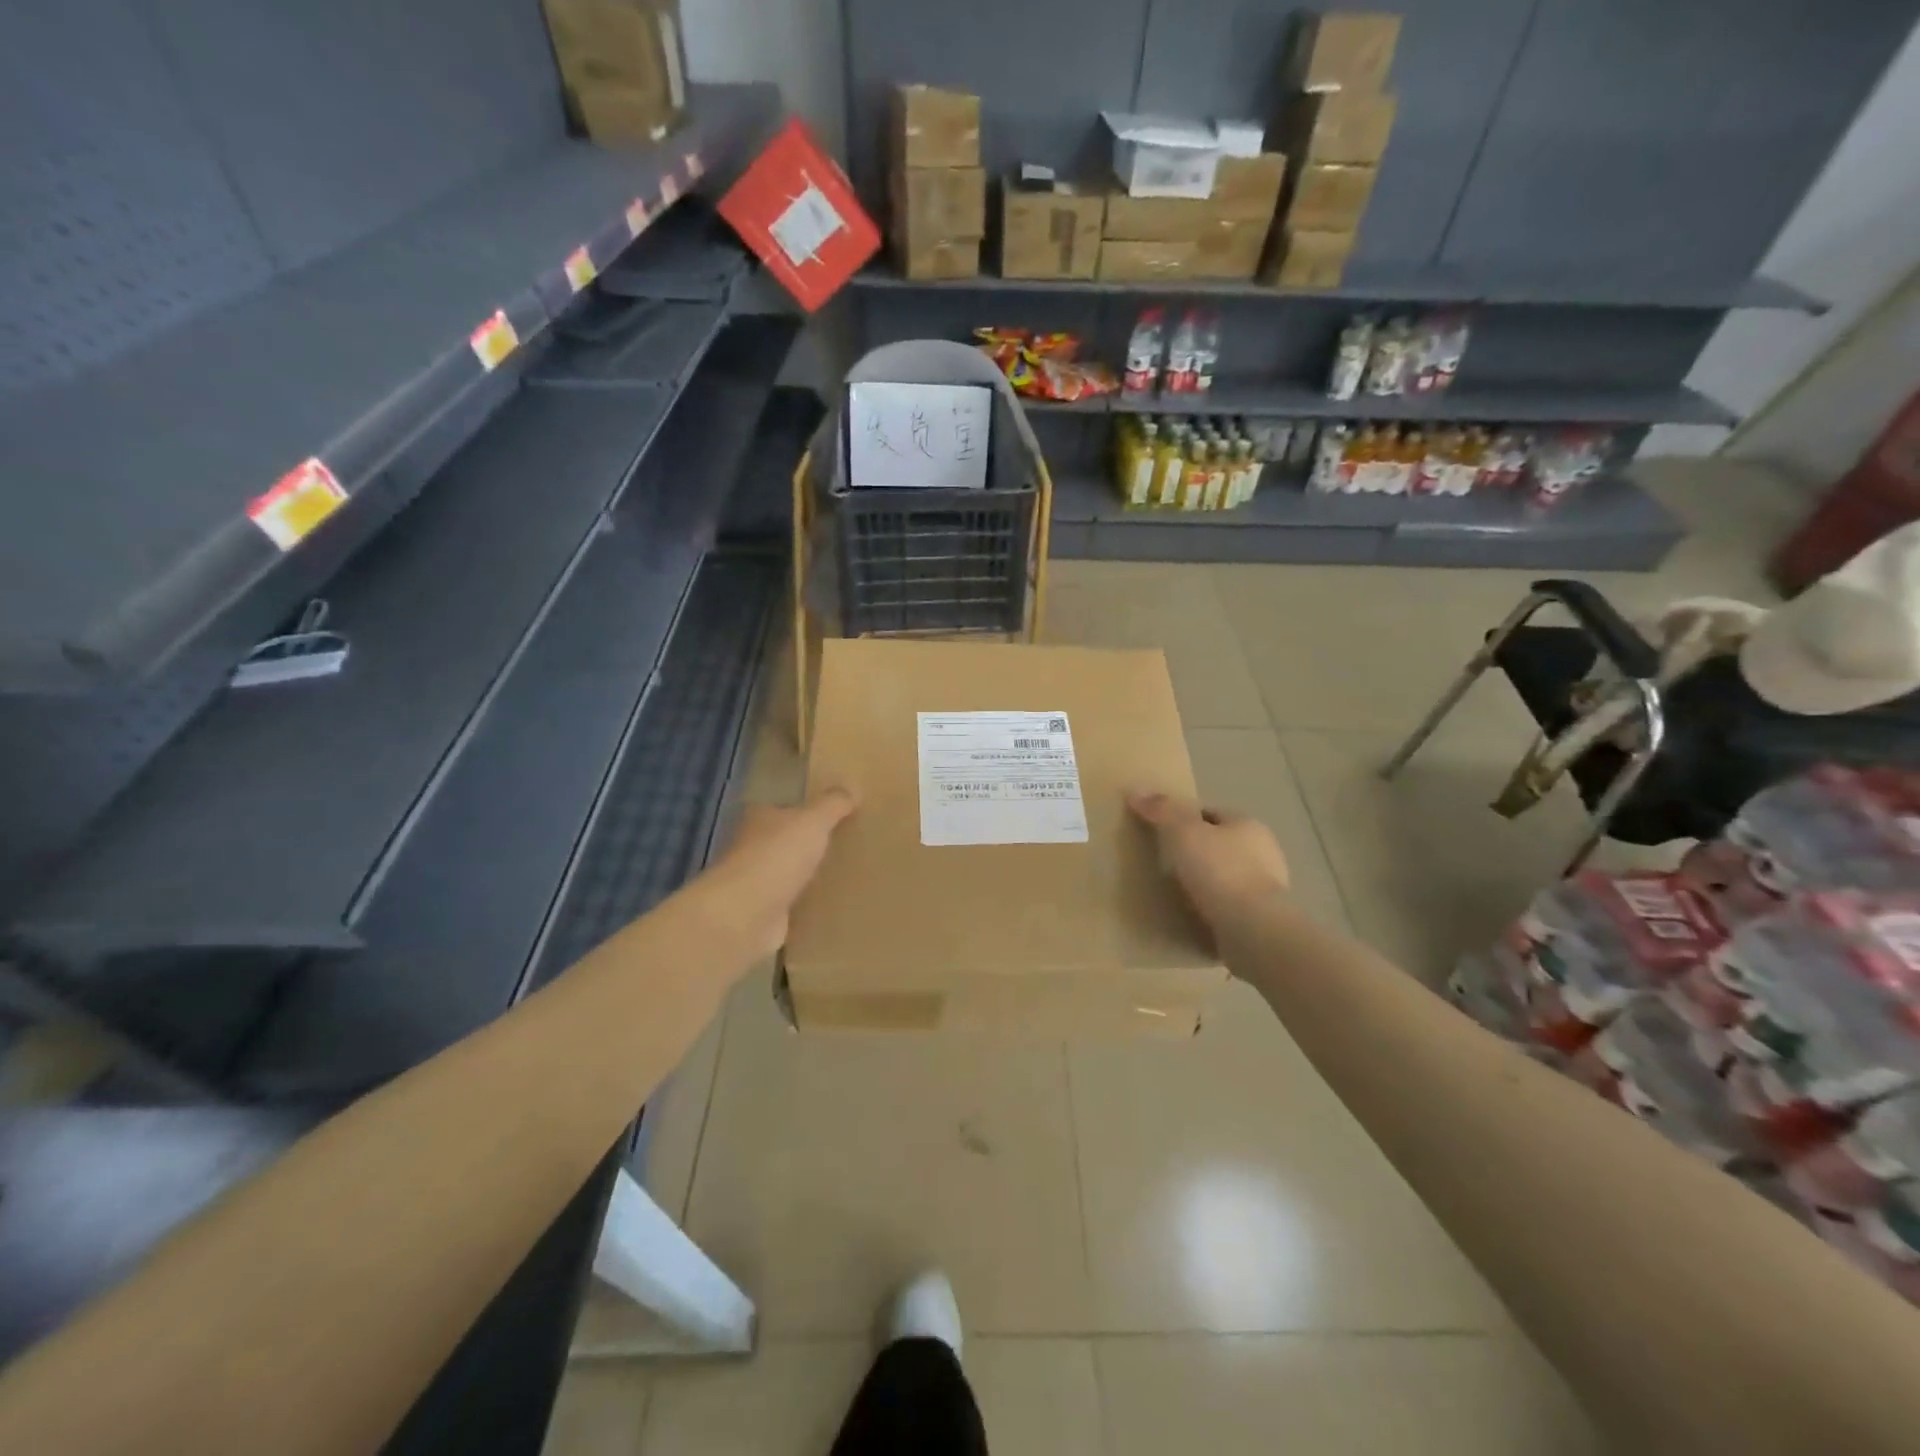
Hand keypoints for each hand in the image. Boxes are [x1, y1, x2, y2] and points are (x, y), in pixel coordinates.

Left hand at [700, 789, 858, 958]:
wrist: (745, 915)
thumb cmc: (777, 857)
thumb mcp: (813, 822)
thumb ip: (833, 805)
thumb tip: (854, 786)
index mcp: (760, 819)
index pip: (782, 808)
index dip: (804, 810)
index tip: (832, 815)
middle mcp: (752, 847)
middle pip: (784, 841)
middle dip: (807, 843)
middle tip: (843, 844)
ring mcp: (756, 882)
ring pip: (786, 872)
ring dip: (806, 874)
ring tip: (840, 874)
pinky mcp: (763, 913)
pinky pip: (790, 903)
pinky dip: (804, 903)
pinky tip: (826, 905)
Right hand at [1127, 791, 1288, 926]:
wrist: (1253, 929)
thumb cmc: (1219, 871)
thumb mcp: (1183, 832)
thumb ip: (1161, 809)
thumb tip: (1135, 790)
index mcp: (1248, 825)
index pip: (1211, 814)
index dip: (1184, 820)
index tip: (1160, 834)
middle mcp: (1264, 852)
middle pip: (1219, 845)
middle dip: (1196, 852)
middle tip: (1164, 864)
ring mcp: (1266, 888)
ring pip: (1226, 876)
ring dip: (1206, 883)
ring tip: (1175, 893)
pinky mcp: (1262, 918)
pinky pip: (1230, 906)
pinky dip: (1214, 908)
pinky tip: (1194, 916)